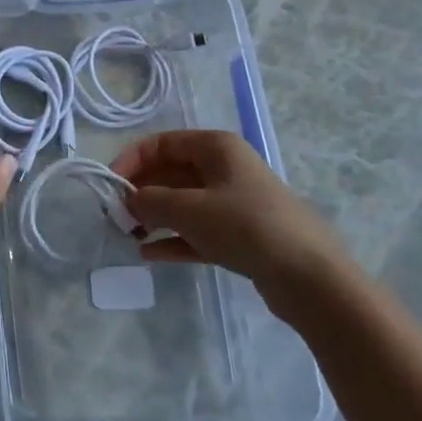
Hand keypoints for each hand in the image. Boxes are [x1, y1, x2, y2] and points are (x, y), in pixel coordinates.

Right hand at [113, 130, 352, 317]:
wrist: (310, 277)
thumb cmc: (245, 226)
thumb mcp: (189, 209)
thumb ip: (151, 201)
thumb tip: (127, 201)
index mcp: (215, 147)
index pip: (162, 143)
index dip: (132, 161)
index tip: (110, 186)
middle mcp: (224, 168)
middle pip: (171, 173)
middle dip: (142, 193)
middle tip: (116, 217)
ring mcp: (234, 202)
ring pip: (184, 203)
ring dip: (155, 217)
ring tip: (128, 236)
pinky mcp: (241, 235)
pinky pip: (198, 230)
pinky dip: (174, 238)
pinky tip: (150, 254)